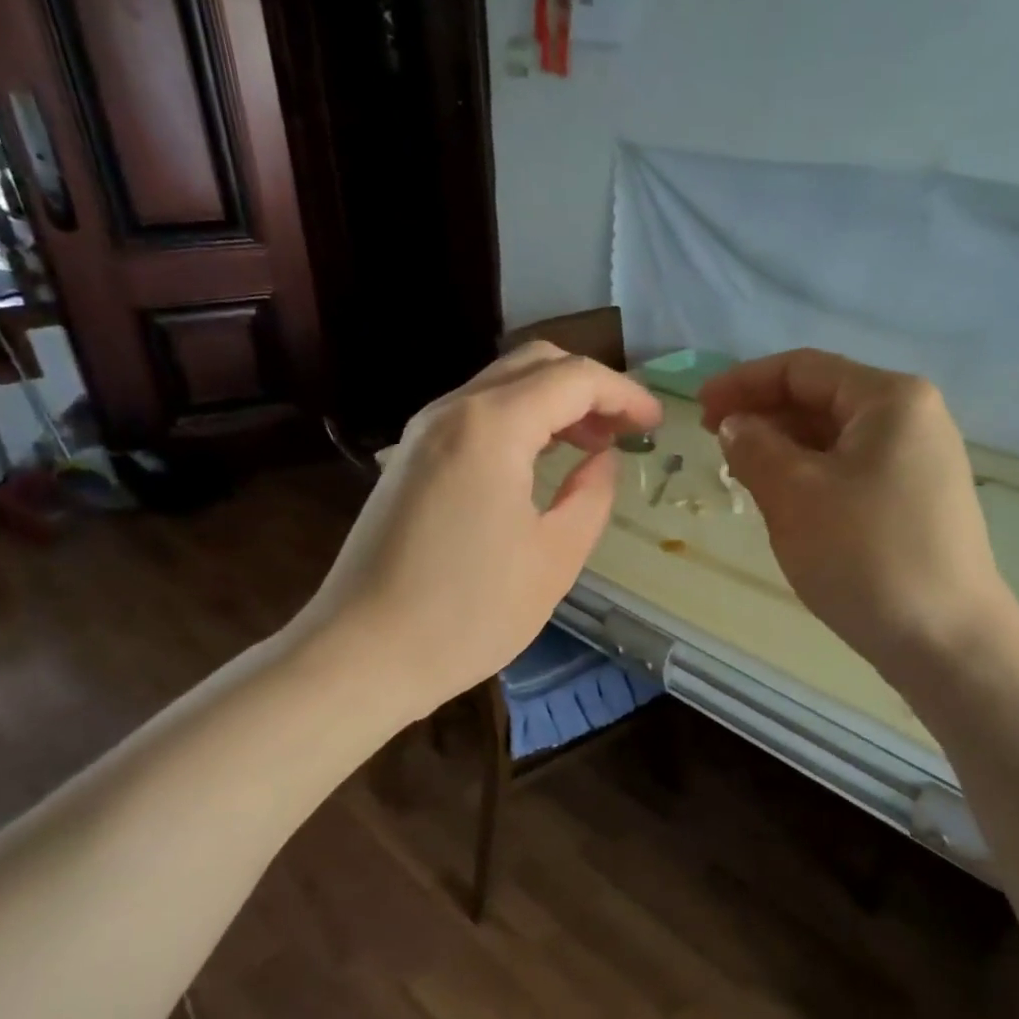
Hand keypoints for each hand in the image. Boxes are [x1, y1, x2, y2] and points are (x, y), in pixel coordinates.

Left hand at [302, 342, 661, 718]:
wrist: (362, 653)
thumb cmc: (468, 613)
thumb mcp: (554, 559)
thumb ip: (591, 496)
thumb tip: (603, 460)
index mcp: (492, 427)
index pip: (573, 379)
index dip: (624, 395)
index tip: (656, 426)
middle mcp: (452, 411)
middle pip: (533, 365)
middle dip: (589, 388)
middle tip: (624, 432)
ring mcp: (421, 433)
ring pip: (501, 386)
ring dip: (553, 404)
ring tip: (590, 447)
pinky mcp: (408, 460)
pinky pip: (474, 416)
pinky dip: (518, 422)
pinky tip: (538, 463)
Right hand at [700, 349, 1011, 678]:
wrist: (946, 641)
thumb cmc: (866, 555)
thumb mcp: (795, 494)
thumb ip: (755, 447)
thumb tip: (736, 425)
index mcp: (890, 399)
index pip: (802, 369)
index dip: (743, 383)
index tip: (699, 410)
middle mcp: (913, 419)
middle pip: (822, 399)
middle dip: (764, 417)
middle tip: (715, 447)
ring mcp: (920, 463)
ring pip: (835, 439)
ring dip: (784, 449)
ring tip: (742, 476)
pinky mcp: (916, 502)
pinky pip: (851, 471)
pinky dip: (811, 477)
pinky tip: (785, 502)